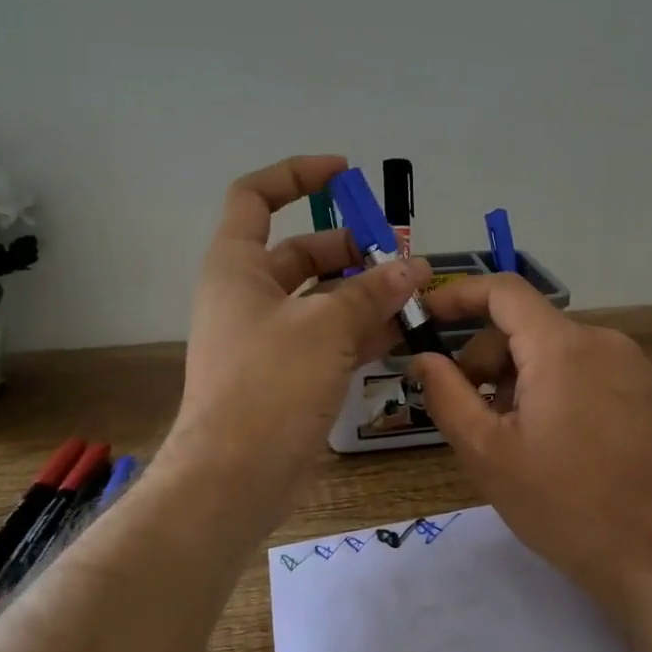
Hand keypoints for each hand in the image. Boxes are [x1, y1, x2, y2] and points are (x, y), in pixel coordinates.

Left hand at [166, 156, 431, 528]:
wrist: (235, 477)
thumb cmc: (269, 385)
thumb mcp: (325, 327)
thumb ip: (372, 292)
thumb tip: (414, 268)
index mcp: (237, 267)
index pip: (256, 197)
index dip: (297, 176)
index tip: (344, 174)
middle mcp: (249, 296)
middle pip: (302, 252)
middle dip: (352, 248)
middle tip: (401, 257)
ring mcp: (269, 338)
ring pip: (322, 298)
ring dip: (366, 292)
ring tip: (415, 293)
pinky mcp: (289, 375)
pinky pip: (330, 338)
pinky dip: (363, 330)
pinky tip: (405, 332)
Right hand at [409, 276, 651, 610]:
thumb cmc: (564, 504)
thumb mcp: (488, 453)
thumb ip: (447, 395)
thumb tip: (423, 358)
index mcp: (562, 346)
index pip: (503, 290)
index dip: (458, 296)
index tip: (427, 320)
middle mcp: (602, 341)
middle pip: (527, 327)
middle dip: (486, 360)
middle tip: (470, 415)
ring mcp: (632, 367)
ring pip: (554, 352)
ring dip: (519, 380)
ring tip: (511, 439)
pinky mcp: (647, 393)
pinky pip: (585, 371)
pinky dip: (553, 389)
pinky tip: (551, 444)